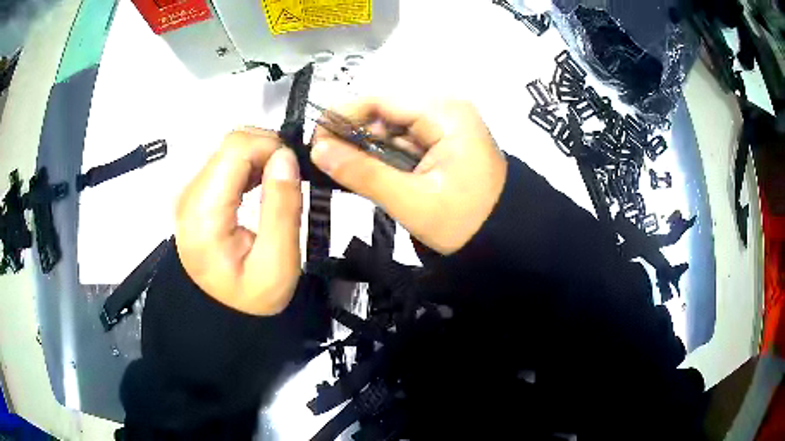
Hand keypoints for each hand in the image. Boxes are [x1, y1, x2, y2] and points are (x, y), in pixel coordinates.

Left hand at [175, 129, 301, 315]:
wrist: (219, 316)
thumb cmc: (249, 299)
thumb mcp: (277, 263)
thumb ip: (282, 207)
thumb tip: (286, 157)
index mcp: (204, 211)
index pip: (236, 147)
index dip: (270, 146)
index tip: (295, 169)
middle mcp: (190, 195)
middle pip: (231, 144)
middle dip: (268, 150)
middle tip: (291, 179)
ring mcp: (191, 194)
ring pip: (230, 151)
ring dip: (260, 158)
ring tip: (280, 184)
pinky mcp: (197, 197)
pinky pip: (225, 166)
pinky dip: (249, 167)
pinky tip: (263, 186)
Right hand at [311, 99, 506, 254]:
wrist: (507, 240)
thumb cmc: (466, 222)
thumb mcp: (412, 201)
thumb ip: (363, 173)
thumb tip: (317, 150)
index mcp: (445, 113)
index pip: (381, 100)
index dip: (342, 116)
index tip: (315, 140)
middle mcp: (445, 109)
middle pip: (385, 113)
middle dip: (353, 136)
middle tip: (324, 162)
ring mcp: (445, 125)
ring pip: (391, 129)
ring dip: (367, 149)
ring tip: (341, 171)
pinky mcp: (443, 142)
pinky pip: (404, 142)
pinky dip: (383, 157)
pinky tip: (367, 173)